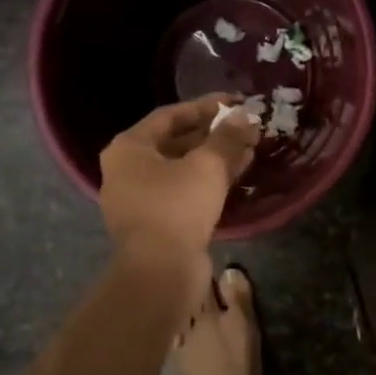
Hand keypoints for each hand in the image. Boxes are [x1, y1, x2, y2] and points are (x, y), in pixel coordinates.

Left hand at [99, 96, 259, 262]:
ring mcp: (139, 199)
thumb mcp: (207, 166)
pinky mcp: (156, 223)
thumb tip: (245, 116)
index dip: (206, 107)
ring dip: (214, 158)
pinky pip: (184, 192)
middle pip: (175, 142)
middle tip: (245, 128)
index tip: (236, 102)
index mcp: (128, 148)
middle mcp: (127, 170)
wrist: (160, 272)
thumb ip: (227, 137)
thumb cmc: (177, 207)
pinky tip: (237, 176)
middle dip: (213, 134)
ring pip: (182, 169)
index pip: (170, 115)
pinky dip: (208, 182)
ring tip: (249, 150)